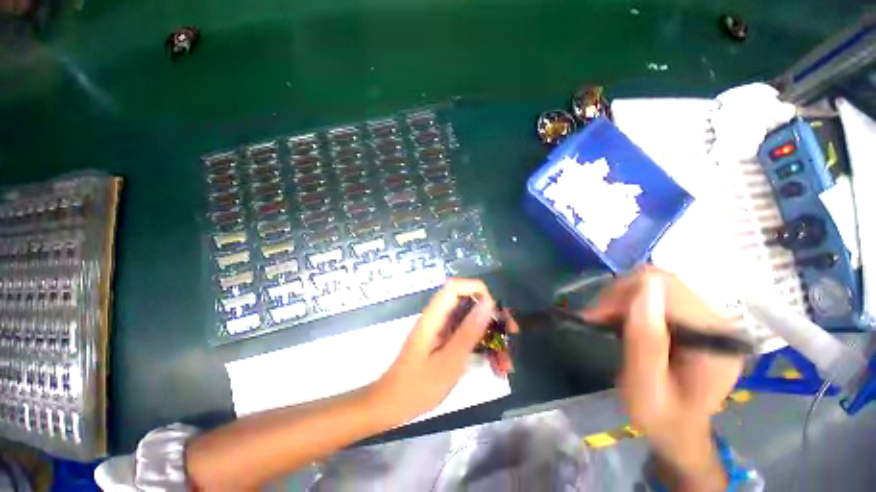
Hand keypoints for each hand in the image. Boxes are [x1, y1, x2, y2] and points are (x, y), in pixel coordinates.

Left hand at [374, 278, 510, 422]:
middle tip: (512, 334)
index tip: (496, 311)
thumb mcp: (449, 361)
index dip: (478, 290)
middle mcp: (440, 316)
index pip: (456, 286)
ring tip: (506, 363)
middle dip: (493, 317)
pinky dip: (483, 347)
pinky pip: (468, 335)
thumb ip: (469, 330)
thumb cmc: (418, 386)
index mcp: (435, 315)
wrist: (393, 404)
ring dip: (492, 337)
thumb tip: (489, 302)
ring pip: (473, 321)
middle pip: (469, 302)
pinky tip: (496, 367)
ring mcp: (443, 328)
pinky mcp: (446, 340)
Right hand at [582, 266, 743, 490]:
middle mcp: (718, 321)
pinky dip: (629, 302)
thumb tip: (645, 286)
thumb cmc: (661, 418)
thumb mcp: (645, 389)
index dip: (624, 294)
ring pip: (655, 284)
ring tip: (606, 320)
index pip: (667, 288)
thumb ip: (646, 342)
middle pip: (661, 282)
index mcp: (714, 340)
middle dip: (620, 295)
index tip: (597, 317)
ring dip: (622, 298)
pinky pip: (655, 293)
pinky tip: (621, 320)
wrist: (677, 429)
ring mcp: (707, 317)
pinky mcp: (693, 317)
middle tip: (598, 319)